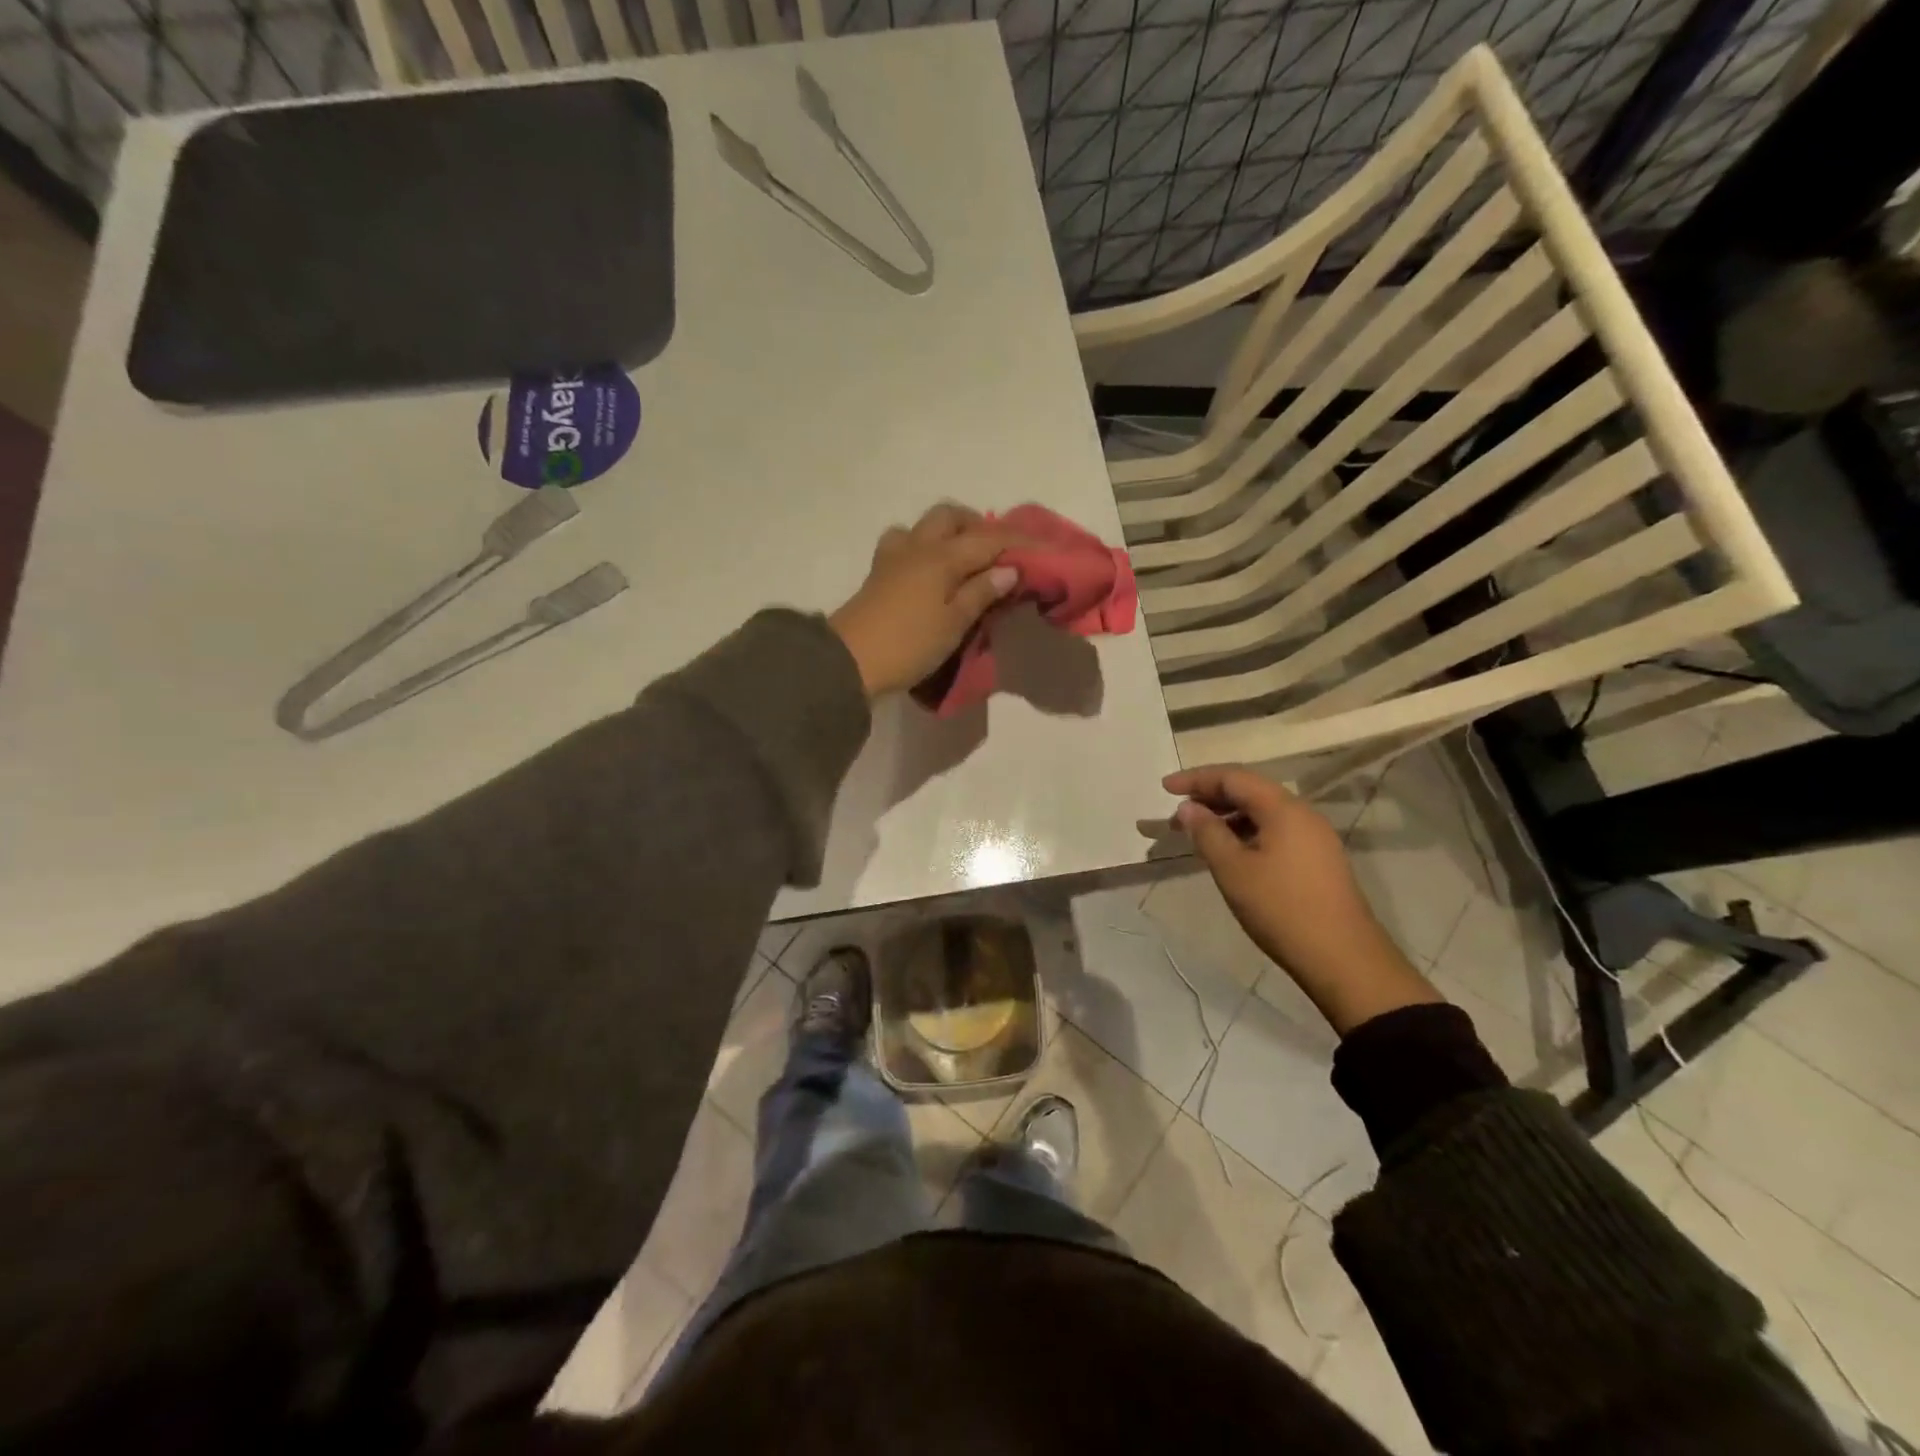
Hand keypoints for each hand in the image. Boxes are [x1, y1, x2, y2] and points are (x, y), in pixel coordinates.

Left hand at [829, 504, 1019, 698]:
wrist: (850, 661)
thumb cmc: (909, 644)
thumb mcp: (954, 623)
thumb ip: (981, 593)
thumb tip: (1008, 569)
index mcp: (942, 556)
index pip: (989, 539)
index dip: (1020, 542)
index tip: (1047, 549)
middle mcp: (918, 546)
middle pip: (950, 516)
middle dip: (979, 525)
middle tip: (998, 551)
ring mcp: (893, 556)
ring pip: (924, 525)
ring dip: (948, 532)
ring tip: (964, 558)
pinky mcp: (878, 573)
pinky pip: (904, 543)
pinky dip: (923, 546)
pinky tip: (929, 568)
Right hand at [1165, 765, 1439, 1035]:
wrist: (1343, 959)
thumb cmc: (1281, 909)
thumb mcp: (1233, 869)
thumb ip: (1207, 832)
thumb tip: (1188, 808)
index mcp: (1283, 809)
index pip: (1234, 777)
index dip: (1196, 779)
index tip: (1165, 788)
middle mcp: (1302, 814)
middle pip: (1250, 791)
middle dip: (1210, 797)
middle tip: (1177, 814)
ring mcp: (1314, 837)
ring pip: (1263, 812)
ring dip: (1227, 816)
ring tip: (1198, 834)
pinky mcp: (1318, 859)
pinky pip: (1275, 831)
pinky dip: (1246, 832)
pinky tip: (1230, 852)